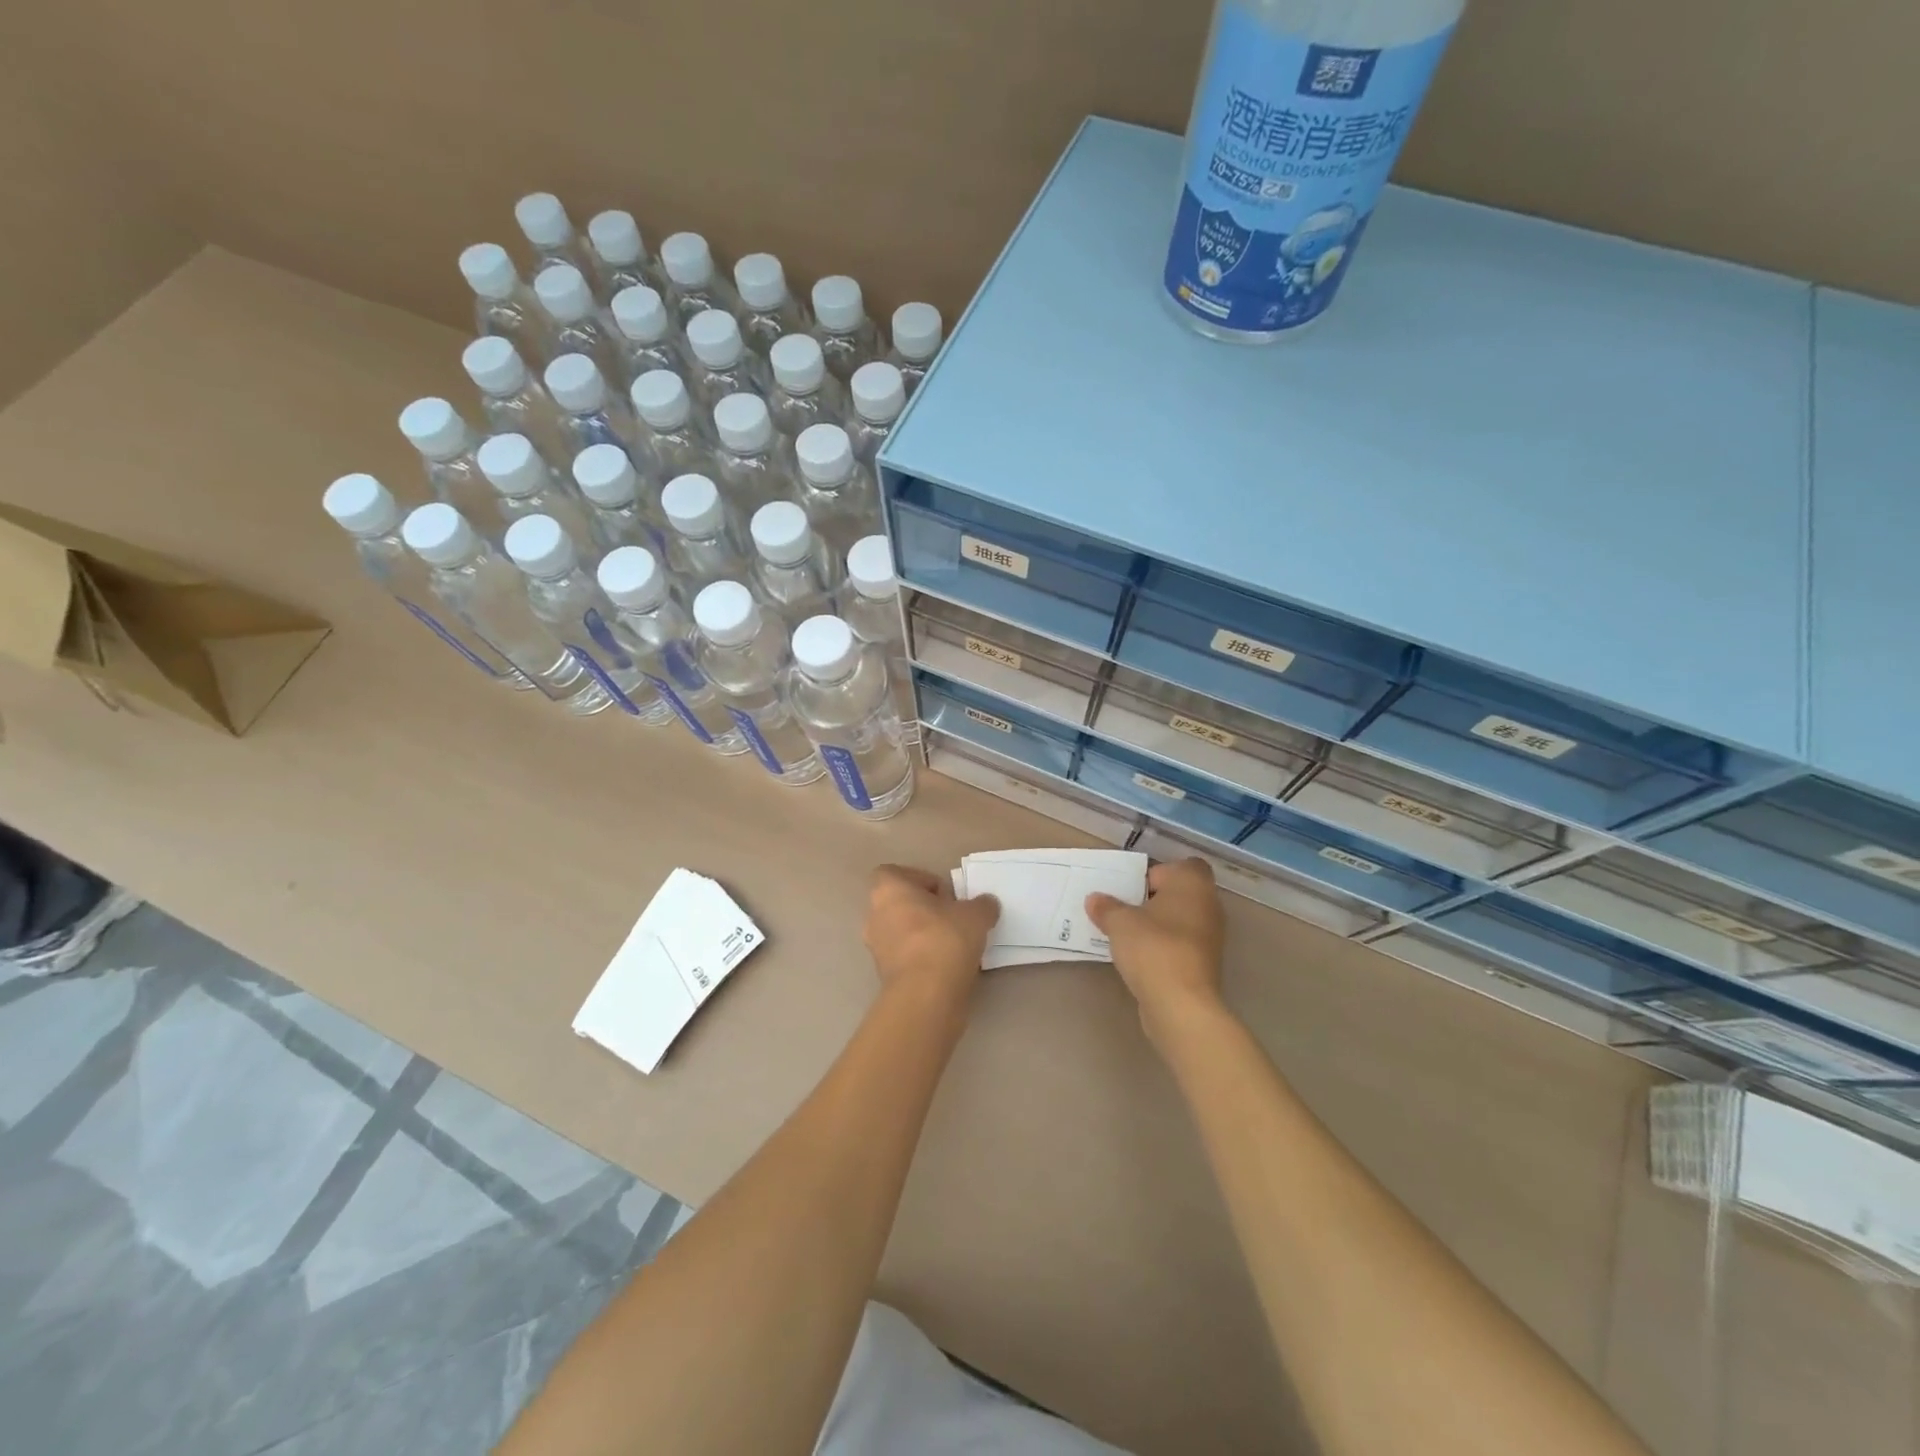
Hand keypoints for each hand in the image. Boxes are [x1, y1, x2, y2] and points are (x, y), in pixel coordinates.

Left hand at [863, 865, 1000, 1001]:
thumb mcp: (975, 915)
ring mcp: (876, 947)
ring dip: (923, 934)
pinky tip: (947, 965)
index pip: (895, 873)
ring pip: (901, 931)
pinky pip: (904, 956)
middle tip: (952, 917)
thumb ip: (982, 904)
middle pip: (899, 903)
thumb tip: (986, 904)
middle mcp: (874, 915)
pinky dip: (921, 957)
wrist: (926, 995)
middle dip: (925, 909)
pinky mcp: (884, 975)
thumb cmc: (944, 939)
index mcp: (888, 890)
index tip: (945, 894)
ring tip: (954, 943)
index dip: (920, 879)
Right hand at [1086, 857, 1228, 1052]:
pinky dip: (1163, 946)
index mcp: (1192, 883)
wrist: (1181, 1004)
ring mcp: (1210, 936)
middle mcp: (1208, 904)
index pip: (1180, 866)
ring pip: (1180, 919)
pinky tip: (1140, 957)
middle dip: (1152, 900)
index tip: (1132, 888)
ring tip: (1127, 934)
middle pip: (1179, 893)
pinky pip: (1180, 943)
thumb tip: (1095, 899)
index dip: (1156, 873)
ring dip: (1158, 924)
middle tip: (1124, 909)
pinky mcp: (1205, 963)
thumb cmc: (1153, 948)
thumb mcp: (1119, 922)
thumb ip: (1106, 907)